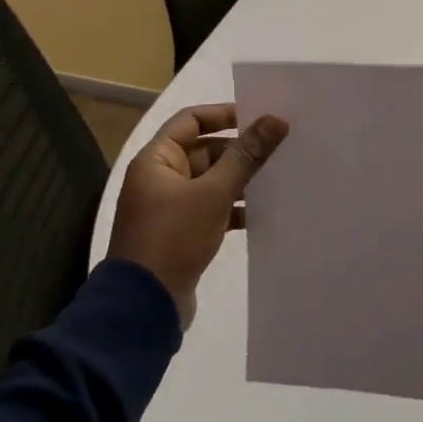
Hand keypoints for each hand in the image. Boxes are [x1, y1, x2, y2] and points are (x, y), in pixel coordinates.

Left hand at [109, 104, 288, 328]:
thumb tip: (276, 119)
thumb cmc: (174, 237)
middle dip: (239, 150)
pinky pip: (212, 208)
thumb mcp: (214, 192)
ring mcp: (170, 207)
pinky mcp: (182, 233)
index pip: (191, 120)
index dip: (224, 114)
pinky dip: (234, 207)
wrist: (144, 307)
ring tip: (278, 178)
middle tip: (279, 148)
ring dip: (241, 180)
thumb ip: (246, 155)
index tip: (260, 117)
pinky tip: (263, 212)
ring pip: (211, 181)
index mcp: (156, 160)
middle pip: (204, 150)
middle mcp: (160, 178)